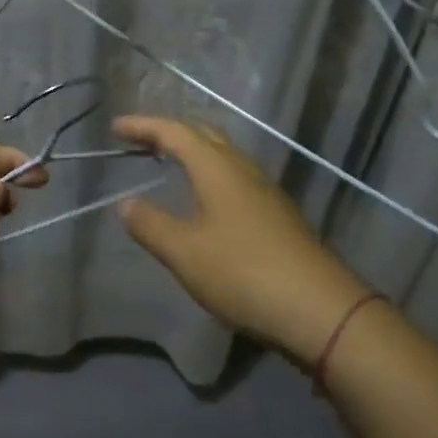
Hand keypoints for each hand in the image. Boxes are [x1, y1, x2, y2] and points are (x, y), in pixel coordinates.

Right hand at [115, 116, 368, 363]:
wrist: (322, 311)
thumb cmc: (244, 272)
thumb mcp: (184, 252)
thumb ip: (150, 225)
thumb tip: (126, 203)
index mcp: (217, 167)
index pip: (174, 132)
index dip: (143, 126)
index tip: (115, 127)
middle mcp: (242, 168)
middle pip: (203, 135)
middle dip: (169, 132)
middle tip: (140, 140)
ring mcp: (264, 191)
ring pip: (223, 156)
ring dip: (192, 152)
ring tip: (168, 163)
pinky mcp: (277, 216)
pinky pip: (234, 178)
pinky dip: (209, 174)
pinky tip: (204, 200)